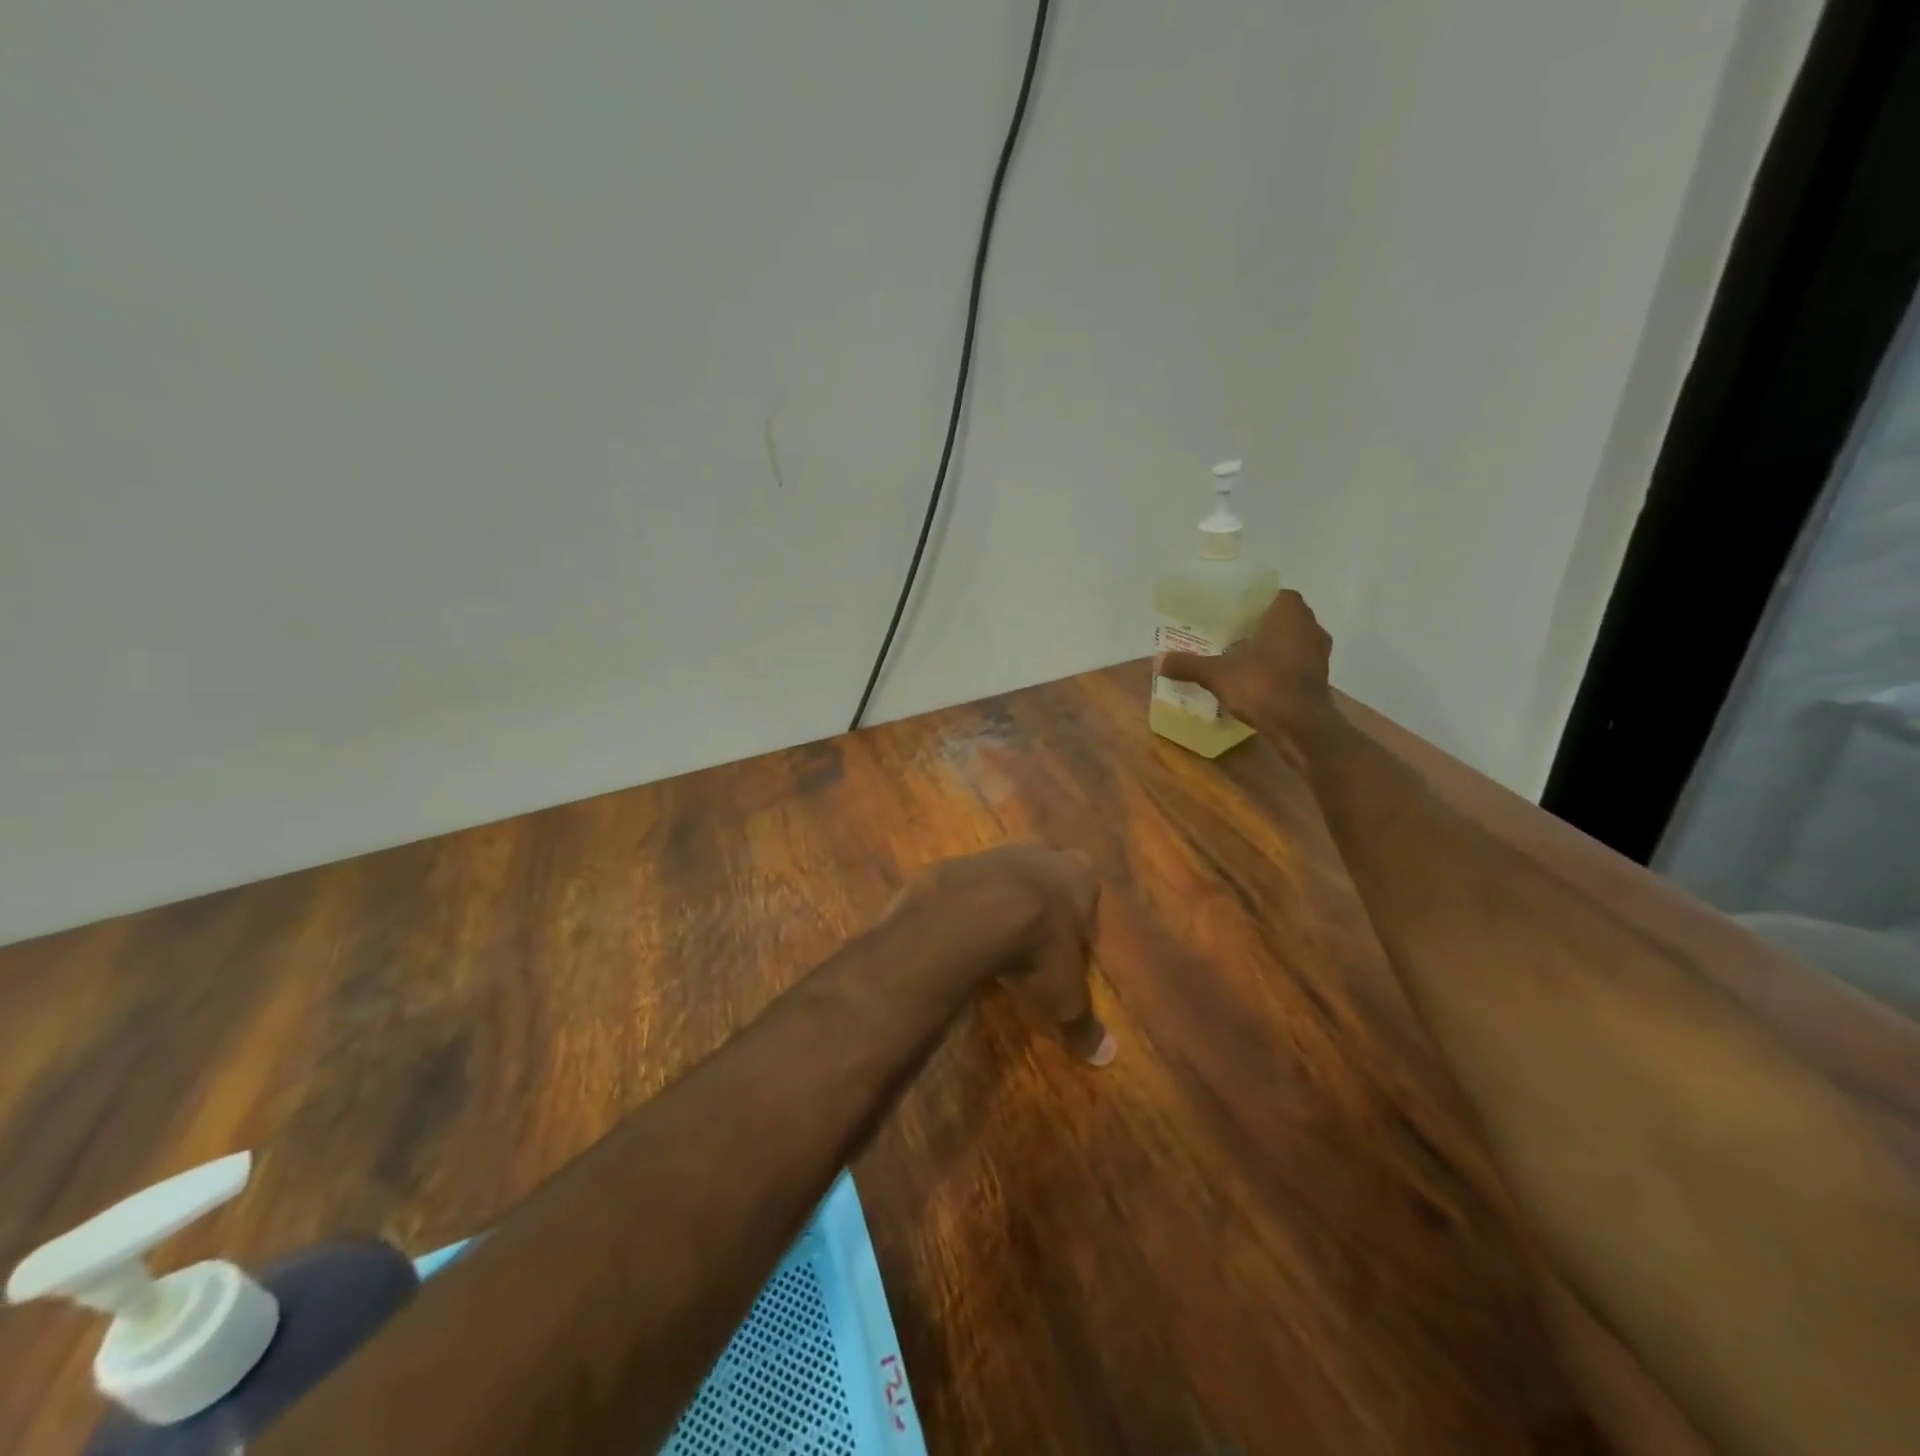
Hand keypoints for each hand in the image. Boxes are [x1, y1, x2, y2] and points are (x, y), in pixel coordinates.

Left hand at [888, 846, 1112, 1064]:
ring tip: (994, 944)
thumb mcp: (1065, 996)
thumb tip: (1105, 1055)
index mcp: (1080, 877)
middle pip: (1048, 882)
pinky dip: (969, 907)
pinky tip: (962, 935)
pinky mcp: (962, 861)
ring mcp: (999, 853)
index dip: (1078, 928)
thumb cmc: (1037, 948)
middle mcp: (1044, 855)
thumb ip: (1084, 1022)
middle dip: (1042, 910)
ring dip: (1004, 905)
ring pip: (1008, 880)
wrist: (972, 912)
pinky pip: (971, 887)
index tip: (1066, 956)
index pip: (1088, 899)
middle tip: (1032, 948)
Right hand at [1155, 589, 1335, 760]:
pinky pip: (1296, 662)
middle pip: (1279, 617)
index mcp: (1288, 612)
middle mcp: (1310, 624)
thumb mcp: (1217, 675)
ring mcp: (1319, 651)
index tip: (1228, 614)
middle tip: (1228, 635)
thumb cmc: (1263, 686)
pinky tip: (1257, 679)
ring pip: (1290, 640)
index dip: (1249, 603)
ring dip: (1270, 647)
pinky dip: (1280, 667)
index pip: (1269, 594)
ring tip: (1240, 657)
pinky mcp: (1321, 676)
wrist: (1302, 727)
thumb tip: (1157, 661)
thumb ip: (1189, 665)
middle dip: (1257, 626)